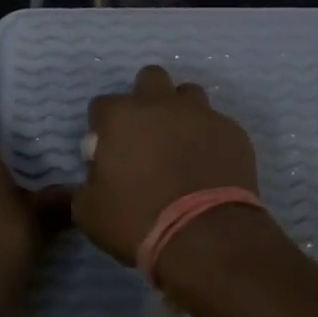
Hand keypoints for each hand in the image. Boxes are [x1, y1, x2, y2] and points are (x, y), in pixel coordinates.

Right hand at [73, 65, 259, 264]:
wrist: (206, 237)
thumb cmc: (139, 221)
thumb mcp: (90, 213)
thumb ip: (84, 186)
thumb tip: (91, 179)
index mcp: (121, 116)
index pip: (102, 105)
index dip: (104, 127)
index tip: (109, 151)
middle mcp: (160, 104)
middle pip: (150, 78)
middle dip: (146, 98)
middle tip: (146, 134)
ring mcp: (201, 114)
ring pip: (188, 94)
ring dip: (181, 112)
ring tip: (181, 144)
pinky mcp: (232, 130)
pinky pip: (217, 124)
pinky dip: (209, 138)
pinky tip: (209, 164)